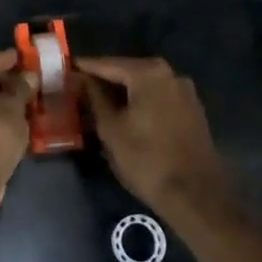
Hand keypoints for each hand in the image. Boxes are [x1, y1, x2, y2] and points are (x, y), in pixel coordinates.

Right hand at [82, 56, 229, 217]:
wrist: (196, 196)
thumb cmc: (146, 160)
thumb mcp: (110, 129)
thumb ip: (94, 97)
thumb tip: (80, 78)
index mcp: (148, 73)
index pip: (107, 64)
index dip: (85, 68)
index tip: (65, 68)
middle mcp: (170, 74)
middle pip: (128, 71)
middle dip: (104, 80)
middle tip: (79, 88)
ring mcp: (185, 91)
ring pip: (144, 85)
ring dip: (123, 92)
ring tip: (100, 104)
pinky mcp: (192, 110)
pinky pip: (159, 97)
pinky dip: (141, 102)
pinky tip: (127, 115)